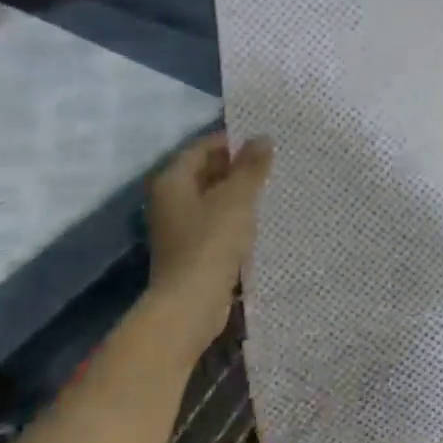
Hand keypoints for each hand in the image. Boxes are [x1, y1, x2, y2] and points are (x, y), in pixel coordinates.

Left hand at [145, 133, 272, 346]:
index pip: (202, 147)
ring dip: (238, 195)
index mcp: (172, 181)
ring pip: (212, 200)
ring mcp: (178, 228)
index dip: (232, 142)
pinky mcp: (191, 251)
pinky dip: (235, 219)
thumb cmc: (211, 242)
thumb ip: (251, 167)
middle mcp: (169, 200)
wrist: (191, 304)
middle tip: (273, 165)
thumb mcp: (237, 199)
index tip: (263, 143)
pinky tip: (260, 222)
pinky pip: (215, 224)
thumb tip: (262, 138)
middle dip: (237, 168)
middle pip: (205, 173)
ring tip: (272, 191)